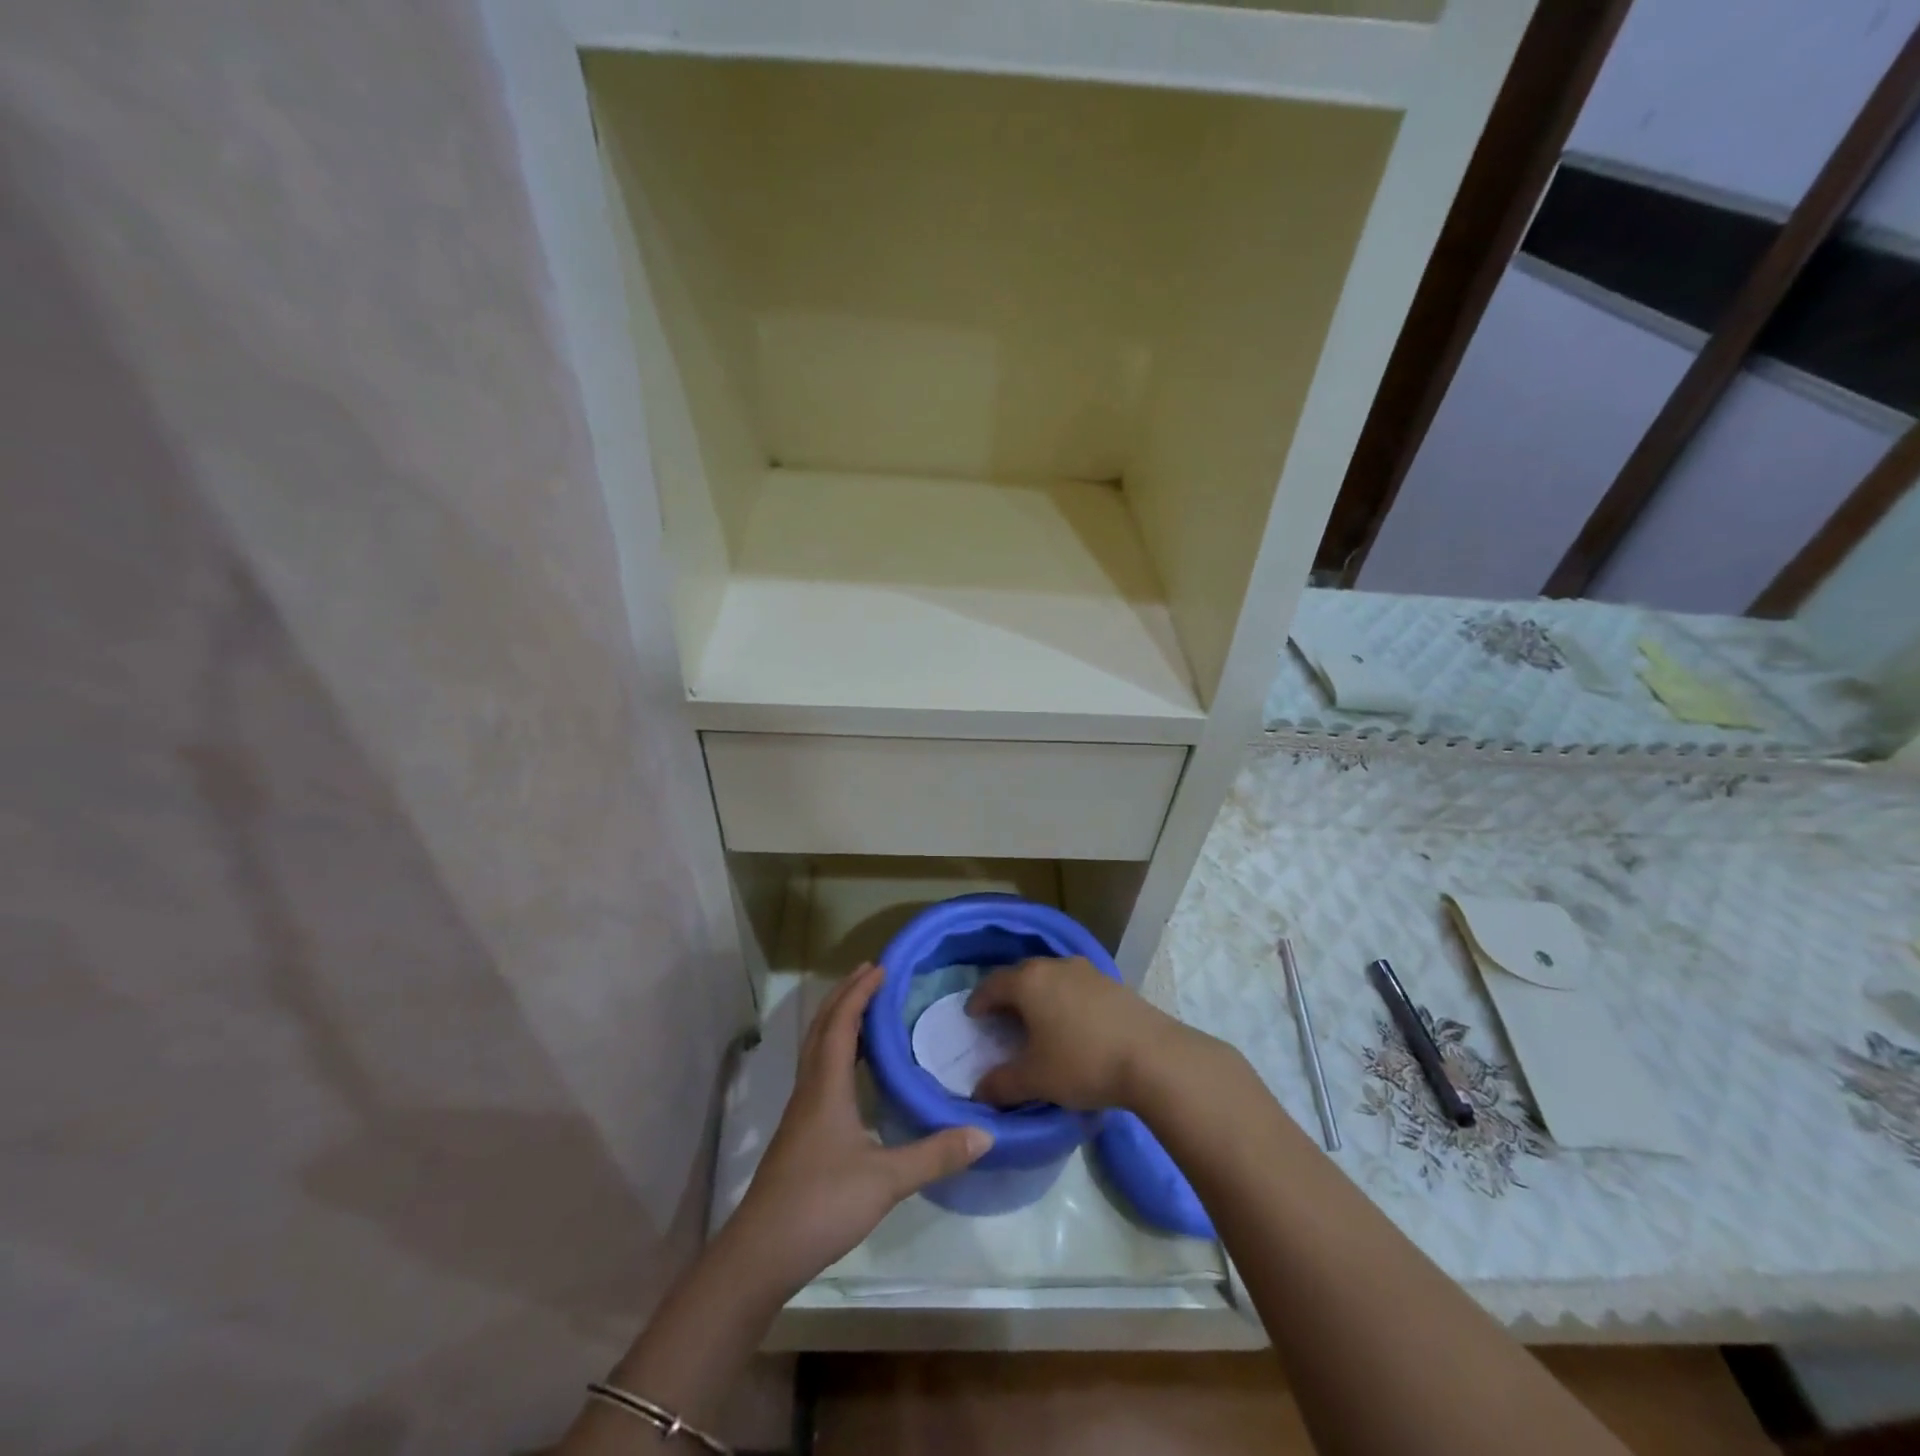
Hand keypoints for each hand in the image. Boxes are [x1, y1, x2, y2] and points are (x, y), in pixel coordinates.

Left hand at [725, 964, 991, 1295]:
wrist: (761, 1252)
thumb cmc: (822, 1203)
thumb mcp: (886, 1180)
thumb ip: (935, 1154)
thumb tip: (984, 1133)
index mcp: (826, 1086)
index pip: (841, 1023)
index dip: (859, 992)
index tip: (881, 967)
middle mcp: (809, 1089)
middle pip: (821, 1027)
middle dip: (844, 995)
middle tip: (870, 973)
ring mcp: (800, 1112)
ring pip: (815, 1049)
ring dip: (836, 1020)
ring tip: (863, 1009)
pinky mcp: (799, 1133)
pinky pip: (817, 1071)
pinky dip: (834, 1050)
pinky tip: (851, 1072)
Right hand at [966, 956, 1196, 1109]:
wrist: (1154, 1058)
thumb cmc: (1082, 1063)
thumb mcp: (1035, 1080)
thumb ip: (1001, 1084)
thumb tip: (978, 1092)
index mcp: (1029, 982)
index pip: (992, 984)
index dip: (978, 1001)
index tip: (972, 1016)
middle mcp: (1054, 966)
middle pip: (1021, 975)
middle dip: (1008, 995)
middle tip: (1001, 1019)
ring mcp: (1086, 971)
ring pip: (1051, 977)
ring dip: (1039, 995)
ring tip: (1037, 1021)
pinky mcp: (1112, 982)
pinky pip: (1075, 986)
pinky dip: (1064, 999)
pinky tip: (1072, 1023)